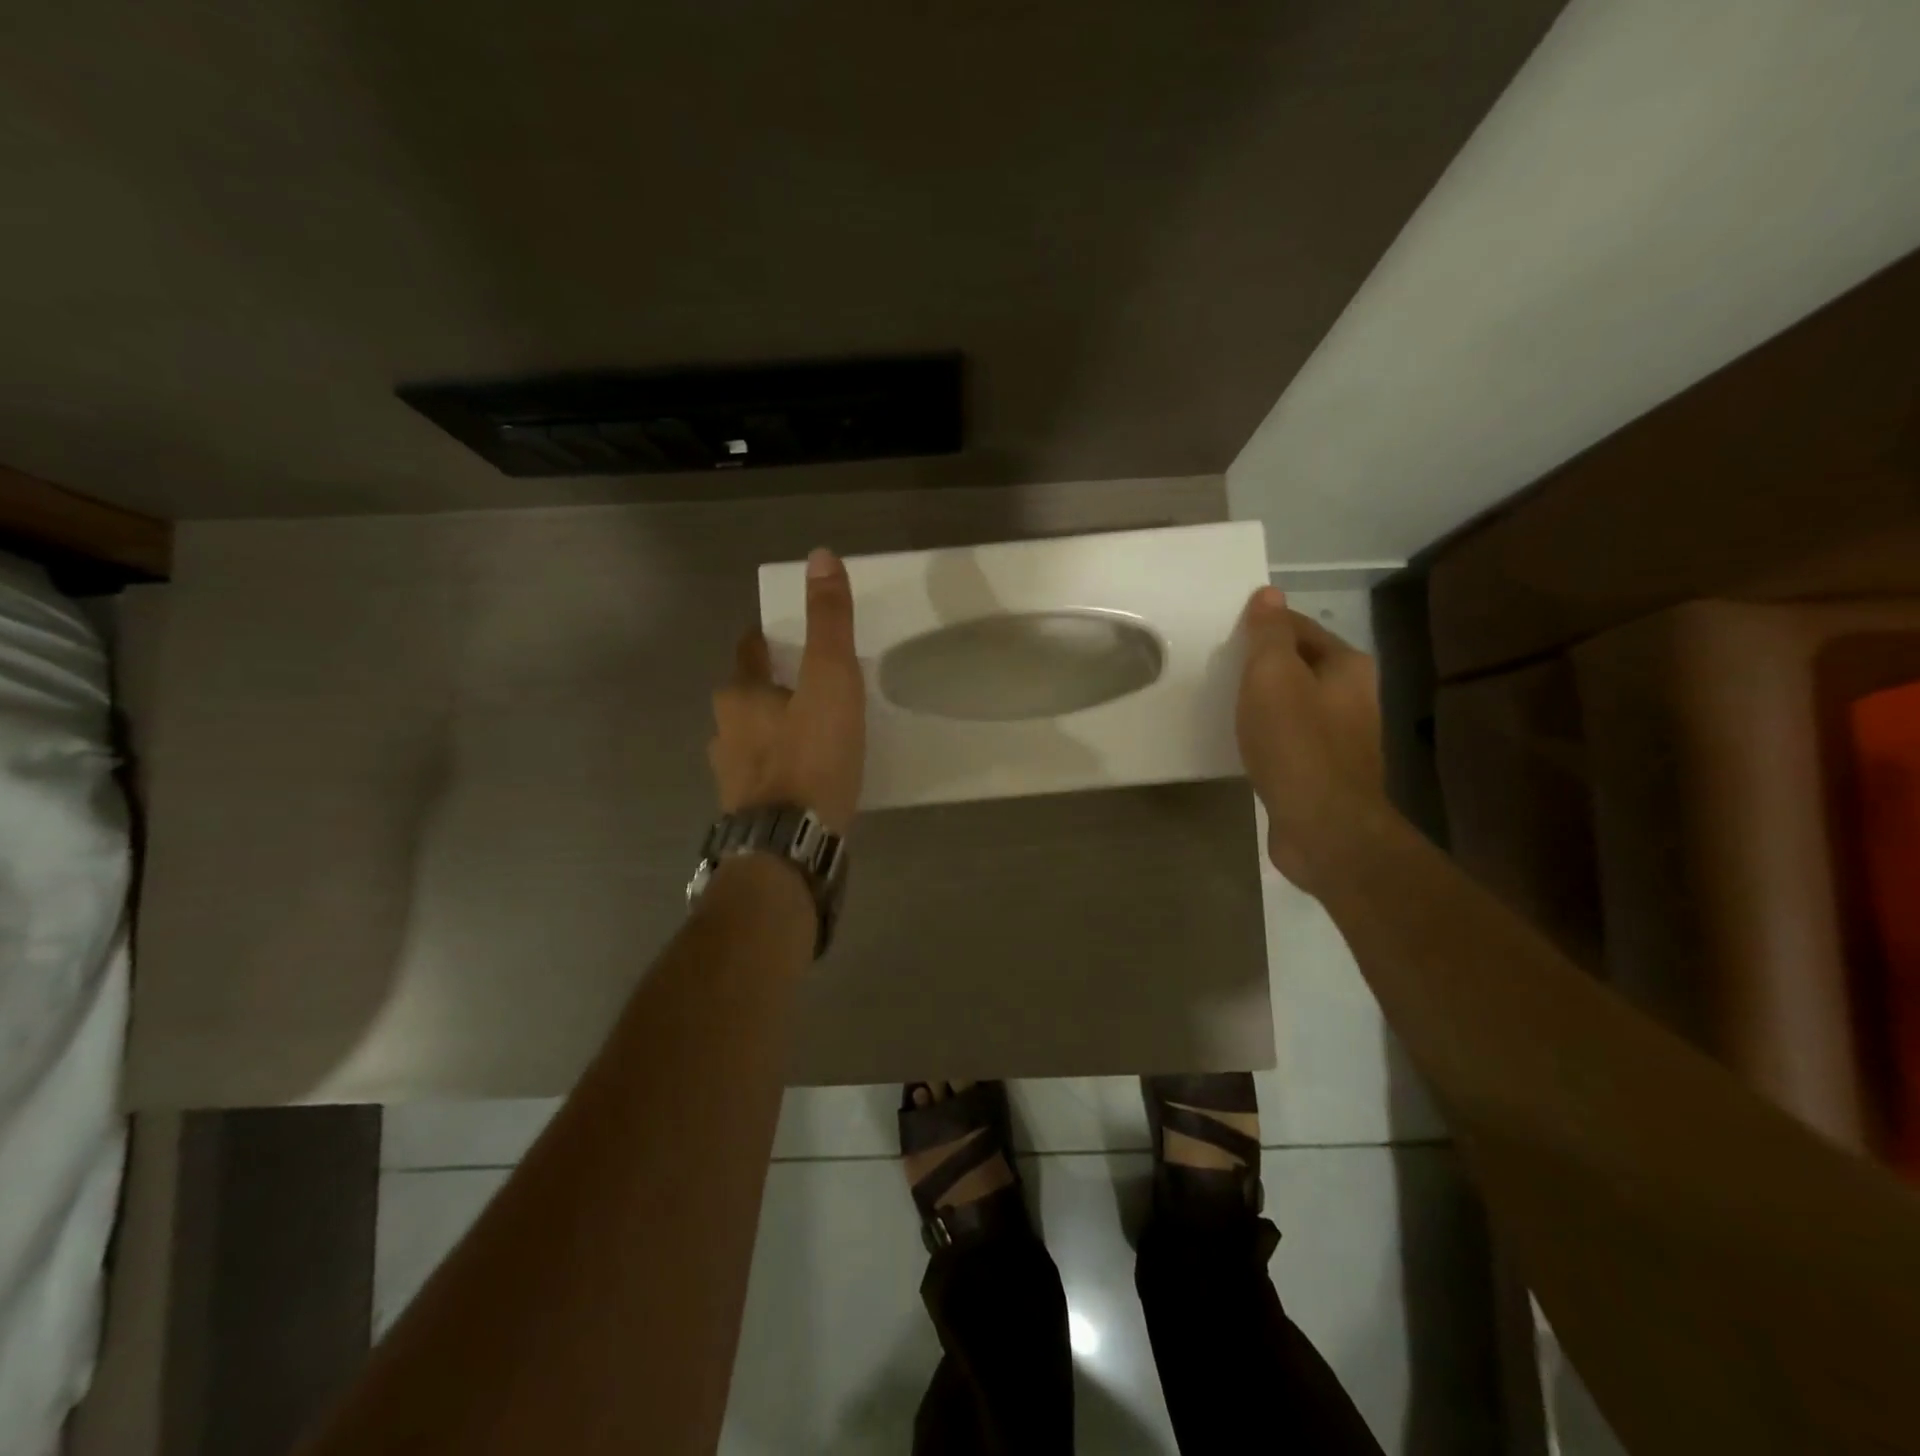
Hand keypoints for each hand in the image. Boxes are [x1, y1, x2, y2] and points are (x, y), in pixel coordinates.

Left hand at [709, 548, 865, 832]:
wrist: (791, 844)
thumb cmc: (811, 756)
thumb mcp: (830, 680)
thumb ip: (828, 622)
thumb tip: (820, 556)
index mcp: (740, 695)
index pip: (749, 652)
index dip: (765, 641)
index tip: (783, 639)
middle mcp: (724, 732)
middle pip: (745, 698)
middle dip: (769, 689)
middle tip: (806, 688)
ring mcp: (730, 776)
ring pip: (750, 740)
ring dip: (771, 732)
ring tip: (808, 735)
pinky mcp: (745, 812)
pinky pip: (762, 777)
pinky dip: (778, 770)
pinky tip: (802, 779)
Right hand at [1236, 586, 1389, 891]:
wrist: (1323, 825)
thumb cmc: (1295, 743)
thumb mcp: (1273, 676)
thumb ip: (1269, 634)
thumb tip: (1268, 594)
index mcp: (1346, 666)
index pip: (1299, 627)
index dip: (1261, 627)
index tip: (1224, 639)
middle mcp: (1353, 695)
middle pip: (1298, 665)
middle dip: (1260, 666)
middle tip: (1219, 671)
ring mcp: (1341, 736)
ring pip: (1293, 703)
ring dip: (1263, 702)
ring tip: (1225, 705)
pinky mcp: (1324, 770)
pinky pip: (1290, 738)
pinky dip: (1267, 734)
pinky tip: (1244, 743)